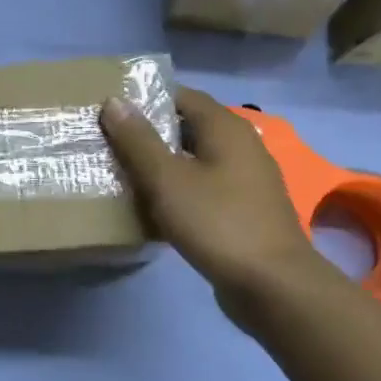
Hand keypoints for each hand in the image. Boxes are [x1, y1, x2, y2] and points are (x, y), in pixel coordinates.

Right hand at [101, 87, 316, 306]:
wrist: (271, 284)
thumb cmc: (217, 222)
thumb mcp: (167, 179)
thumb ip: (139, 141)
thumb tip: (114, 102)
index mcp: (226, 128)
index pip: (182, 96)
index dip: (146, 99)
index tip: (111, 110)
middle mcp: (241, 146)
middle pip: (189, 128)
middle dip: (150, 134)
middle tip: (109, 142)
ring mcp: (246, 180)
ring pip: (195, 161)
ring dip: (162, 165)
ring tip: (123, 174)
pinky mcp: (243, 210)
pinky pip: (203, 188)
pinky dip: (178, 190)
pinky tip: (153, 208)